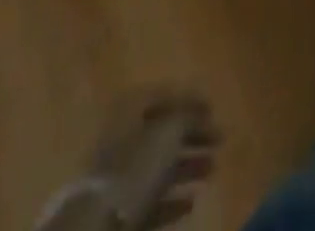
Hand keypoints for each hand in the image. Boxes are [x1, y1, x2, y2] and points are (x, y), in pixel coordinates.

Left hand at [34, 93, 219, 230]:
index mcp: (130, 110)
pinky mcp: (118, 213)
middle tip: (219, 142)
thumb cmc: (136, 168)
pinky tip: (190, 203)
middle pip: (163, 133)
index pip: (165, 96)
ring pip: (158, 167)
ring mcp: (117, 178)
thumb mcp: (170, 132)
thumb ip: (189, 118)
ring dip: (186, 167)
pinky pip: (149, 200)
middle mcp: (122, 137)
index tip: (214, 111)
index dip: (191, 101)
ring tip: (211, 171)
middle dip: (192, 136)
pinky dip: (171, 200)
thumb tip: (201, 115)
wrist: (96, 229)